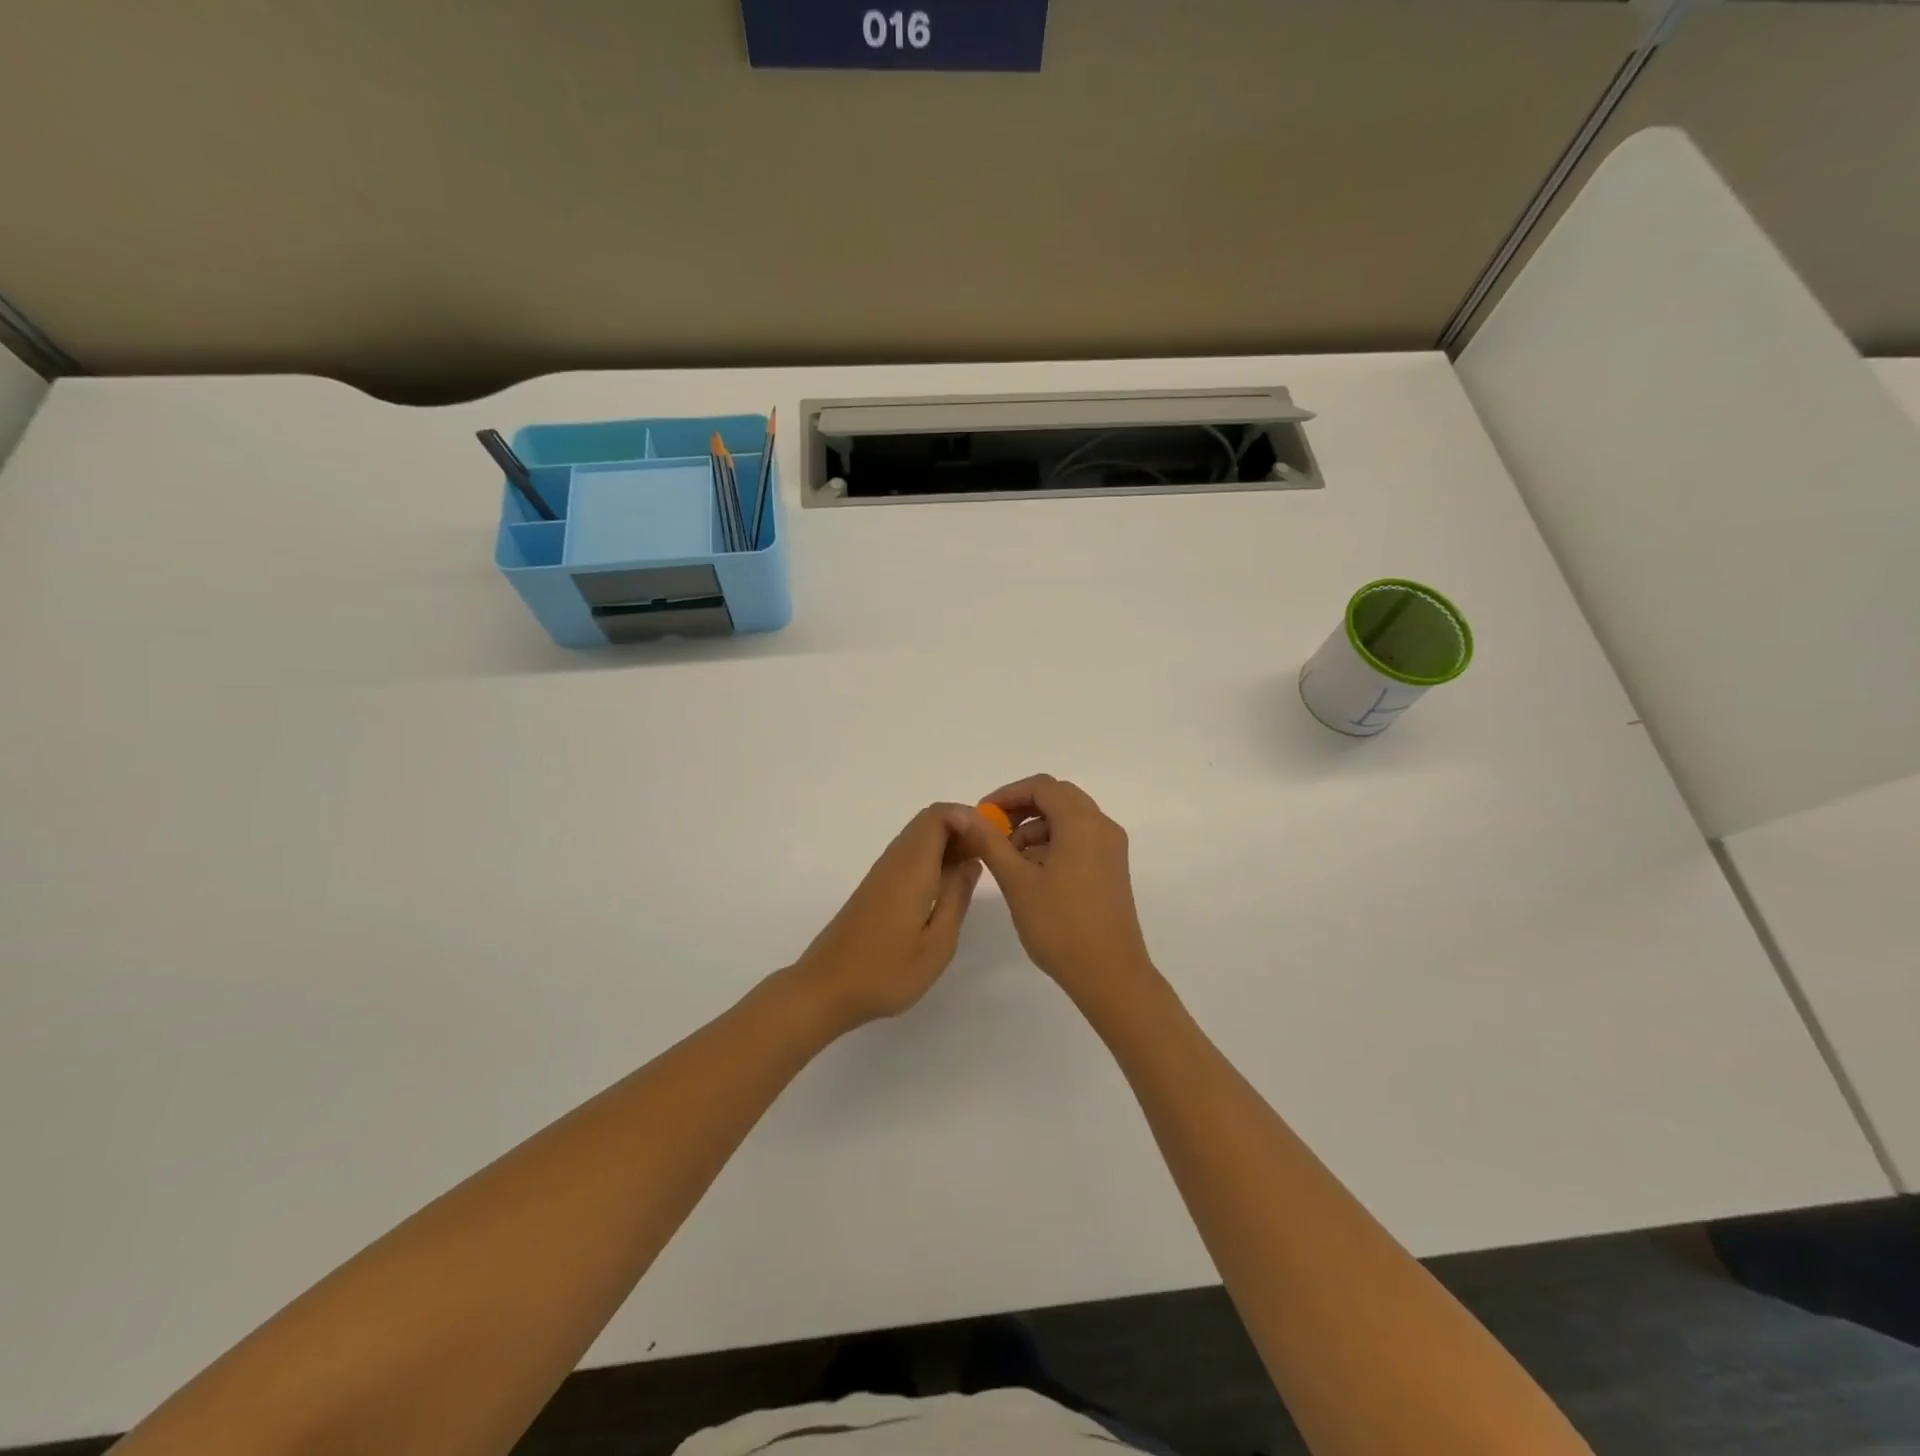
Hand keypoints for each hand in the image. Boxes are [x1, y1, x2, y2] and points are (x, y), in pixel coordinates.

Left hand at [791, 803, 981, 1031]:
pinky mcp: (874, 888)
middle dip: (962, 829)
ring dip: (948, 845)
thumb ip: (957, 897)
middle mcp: (894, 861)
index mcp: (911, 868)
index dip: (969, 818)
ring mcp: (881, 874)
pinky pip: (908, 857)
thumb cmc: (886, 972)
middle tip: (988, 857)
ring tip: (972, 872)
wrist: (825, 989)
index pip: (938, 815)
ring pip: (918, 839)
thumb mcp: (937, 943)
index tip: (993, 841)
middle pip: (929, 822)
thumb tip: (972, 862)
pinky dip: (932, 860)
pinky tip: (944, 889)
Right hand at [953, 775, 1157, 1010]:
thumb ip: (989, 841)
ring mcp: (1111, 848)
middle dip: (1021, 810)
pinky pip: (1080, 839)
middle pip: (1058, 798)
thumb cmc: (1060, 925)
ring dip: (1036, 828)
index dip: (1007, 794)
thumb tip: (961, 812)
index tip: (981, 817)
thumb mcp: (1017, 881)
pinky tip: (1033, 873)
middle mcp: (1102, 826)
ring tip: (1008, 860)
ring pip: (1069, 819)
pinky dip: (1053, 843)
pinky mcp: (1112, 868)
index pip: (1042, 786)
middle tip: (992, 833)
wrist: (1110, 975)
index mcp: (1082, 822)